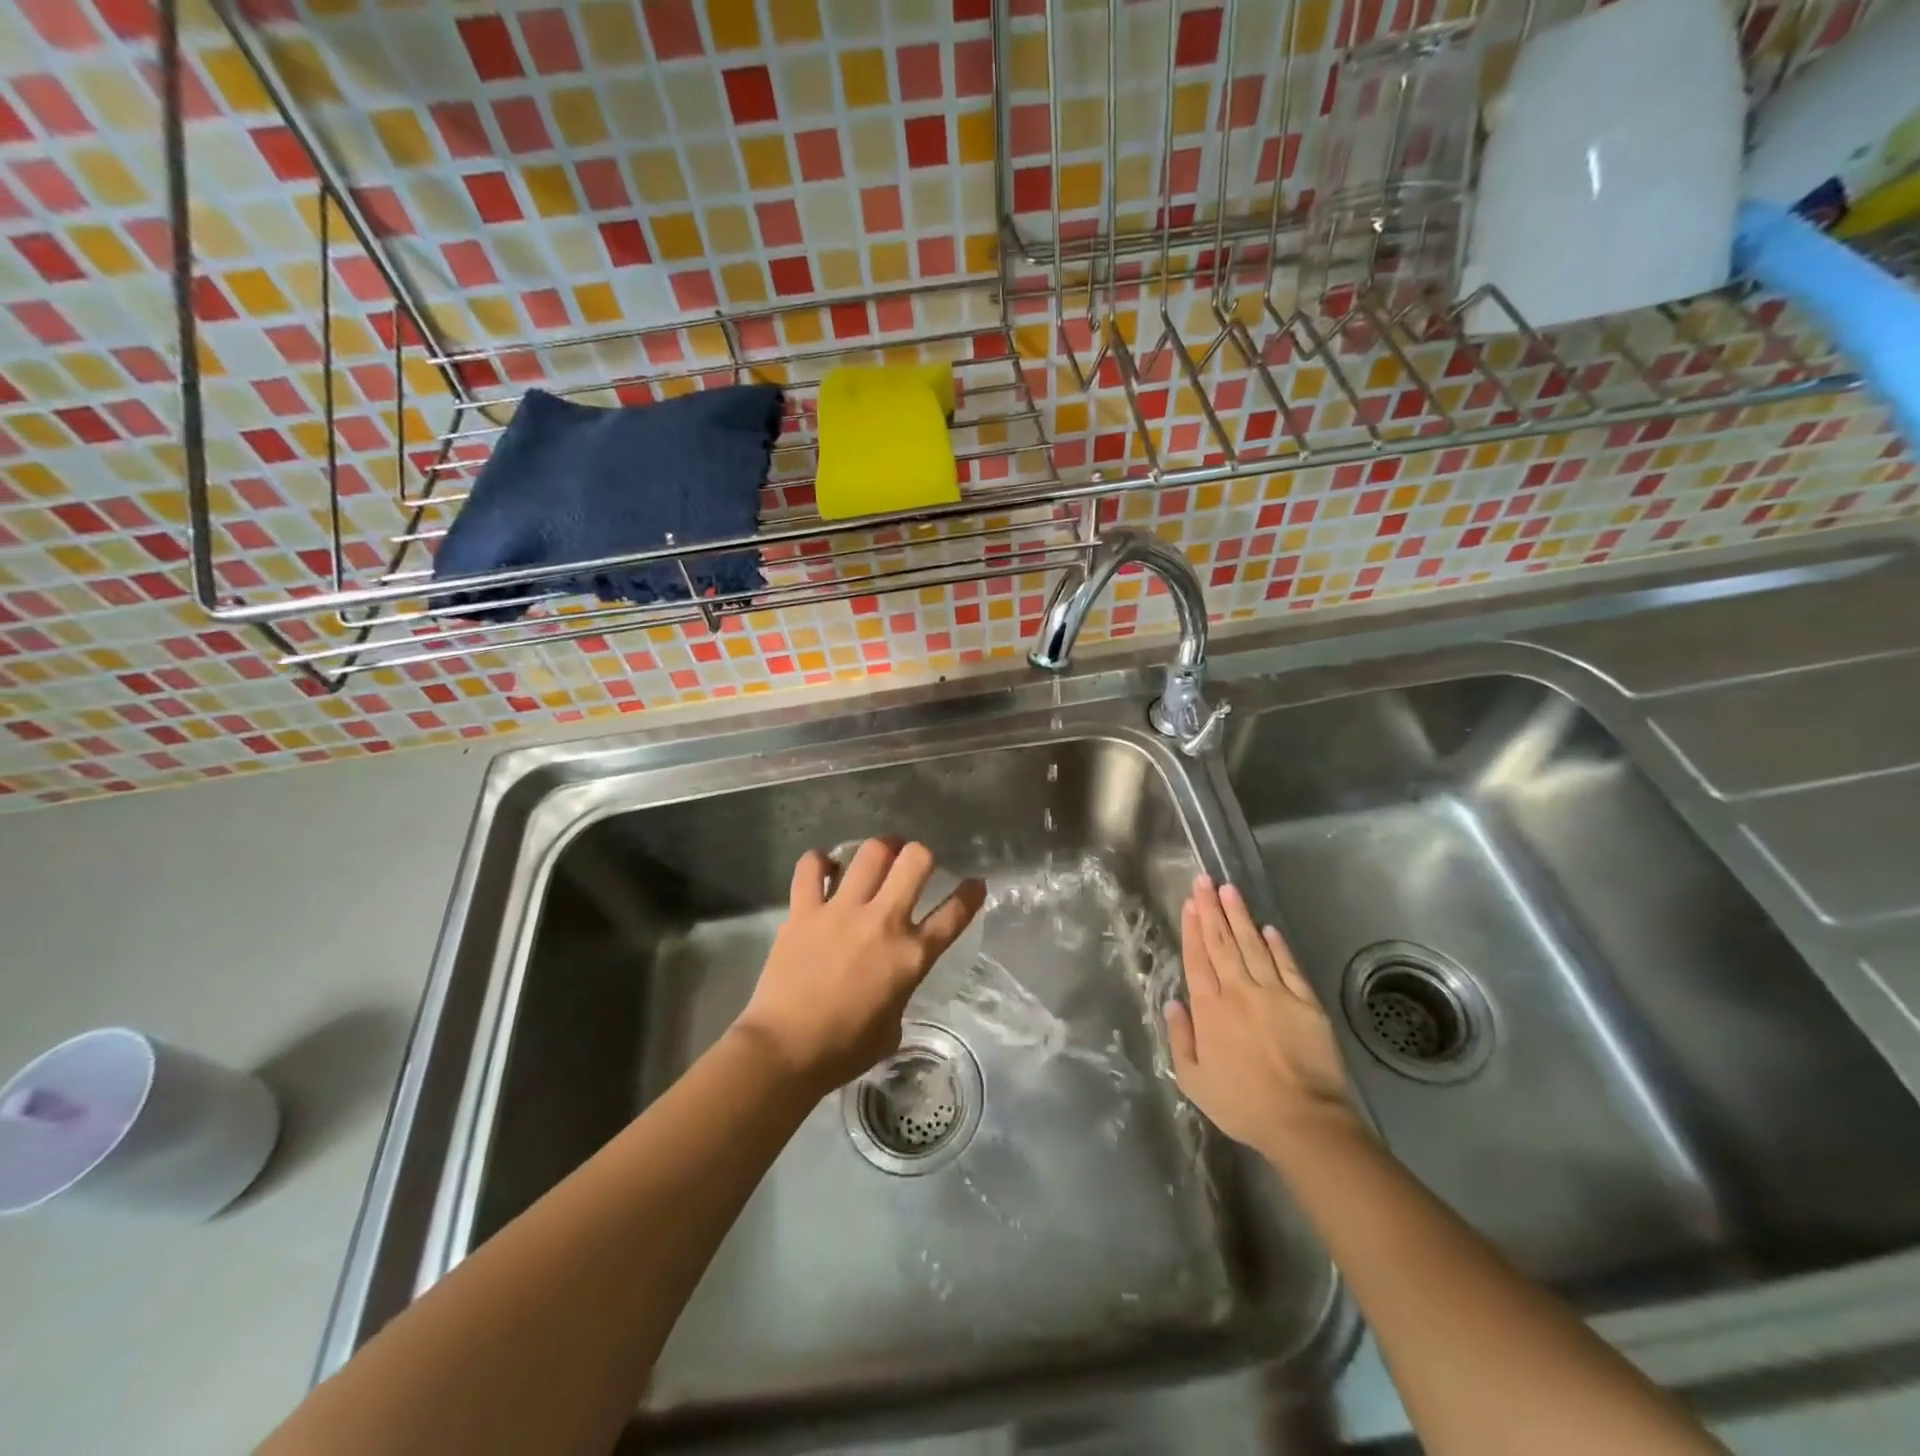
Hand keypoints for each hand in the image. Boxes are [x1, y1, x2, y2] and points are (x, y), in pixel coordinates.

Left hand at [732, 839, 986, 1092]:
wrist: (785, 1051)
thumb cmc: (844, 1050)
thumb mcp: (893, 1026)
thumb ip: (900, 991)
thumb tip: (891, 980)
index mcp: (911, 956)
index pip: (954, 913)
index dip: (971, 894)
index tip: (975, 884)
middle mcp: (883, 922)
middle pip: (916, 861)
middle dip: (922, 854)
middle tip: (914, 863)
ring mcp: (842, 911)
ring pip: (871, 853)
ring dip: (880, 849)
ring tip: (879, 854)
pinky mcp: (804, 910)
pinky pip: (812, 867)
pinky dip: (820, 863)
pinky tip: (825, 869)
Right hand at [1164, 875, 1361, 1164]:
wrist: (1304, 1121)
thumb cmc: (1242, 1104)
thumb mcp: (1194, 1080)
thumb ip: (1180, 1038)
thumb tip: (1172, 1004)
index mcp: (1209, 1009)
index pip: (1197, 958)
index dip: (1192, 928)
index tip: (1189, 902)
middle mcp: (1238, 991)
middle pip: (1222, 942)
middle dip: (1211, 909)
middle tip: (1204, 880)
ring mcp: (1274, 993)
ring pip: (1252, 945)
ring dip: (1240, 916)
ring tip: (1229, 890)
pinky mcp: (1305, 1002)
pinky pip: (1288, 965)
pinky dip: (1277, 945)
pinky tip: (1268, 928)